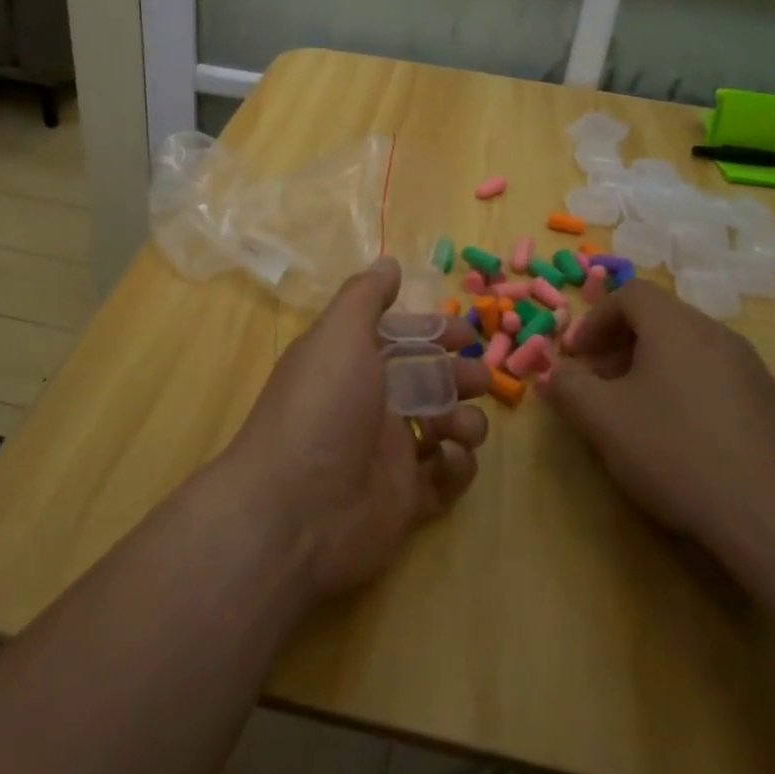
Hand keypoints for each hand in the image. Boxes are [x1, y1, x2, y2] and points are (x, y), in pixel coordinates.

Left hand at [227, 257, 489, 598]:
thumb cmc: (322, 407)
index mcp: (352, 364)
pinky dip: (456, 466)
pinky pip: (444, 478)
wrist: (295, 511)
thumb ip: (366, 296)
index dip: (434, 332)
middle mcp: (369, 404)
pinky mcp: (405, 501)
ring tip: (461, 427)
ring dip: (465, 420)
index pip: (401, 339)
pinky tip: (449, 459)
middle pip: (428, 381)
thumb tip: (388, 262)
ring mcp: (388, 454)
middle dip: (459, 375)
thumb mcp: (339, 335)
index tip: (467, 334)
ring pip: (443, 427)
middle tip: (479, 380)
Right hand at [546, 279, 774, 572]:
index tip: (579, 357)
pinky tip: (685, 440)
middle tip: (600, 385)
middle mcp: (718, 335)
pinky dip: (688, 391)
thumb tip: (553, 372)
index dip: (595, 319)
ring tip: (638, 413)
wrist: (774, 519)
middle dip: (620, 345)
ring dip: (653, 369)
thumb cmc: (675, 453)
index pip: (630, 294)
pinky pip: (718, 379)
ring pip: (690, 350)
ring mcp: (753, 370)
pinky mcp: (774, 405)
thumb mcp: (602, 420)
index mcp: (677, 327)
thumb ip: (567, 386)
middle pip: (660, 320)